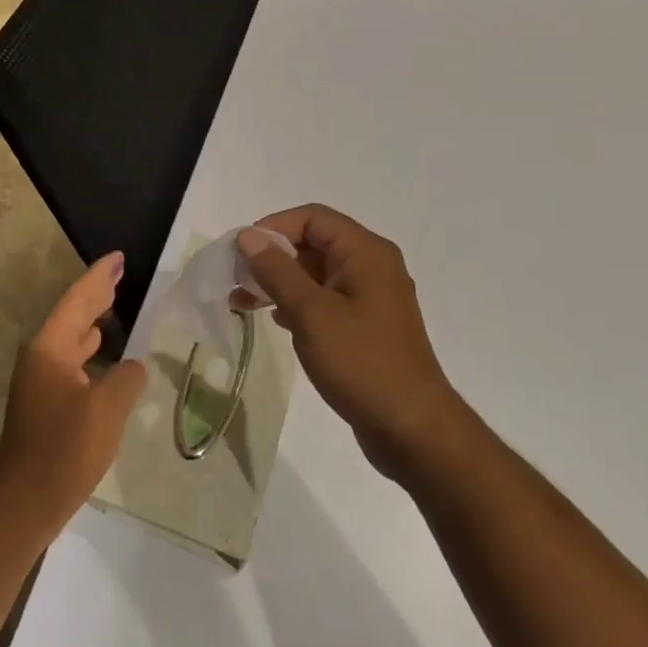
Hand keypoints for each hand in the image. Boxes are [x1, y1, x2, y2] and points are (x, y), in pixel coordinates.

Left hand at [0, 251, 147, 538]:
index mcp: (50, 348)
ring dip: (92, 320)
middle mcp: (40, 357)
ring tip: (114, 303)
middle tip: (119, 272)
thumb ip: (126, 379)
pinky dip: (89, 349)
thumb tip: (134, 366)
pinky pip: (71, 361)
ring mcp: (39, 381)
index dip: (99, 277)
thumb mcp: (106, 410)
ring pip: (70, 338)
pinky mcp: (44, 403)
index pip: (78, 300)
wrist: (23, 503)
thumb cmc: (64, 450)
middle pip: (71, 315)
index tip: (118, 257)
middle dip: (96, 293)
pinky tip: (103, 353)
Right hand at [238, 206, 458, 479]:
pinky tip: (275, 320)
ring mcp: (371, 298)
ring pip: (316, 273)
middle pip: (313, 243)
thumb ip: (277, 270)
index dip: (273, 227)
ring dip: (280, 282)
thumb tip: (248, 236)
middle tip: (236, 279)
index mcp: (366, 252)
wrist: (411, 428)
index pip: (312, 218)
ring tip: (243, 302)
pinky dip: (297, 303)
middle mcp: (372, 266)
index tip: (241, 252)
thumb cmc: (360, 361)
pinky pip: (325, 300)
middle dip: (272, 257)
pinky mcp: (366, 326)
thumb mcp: (310, 312)